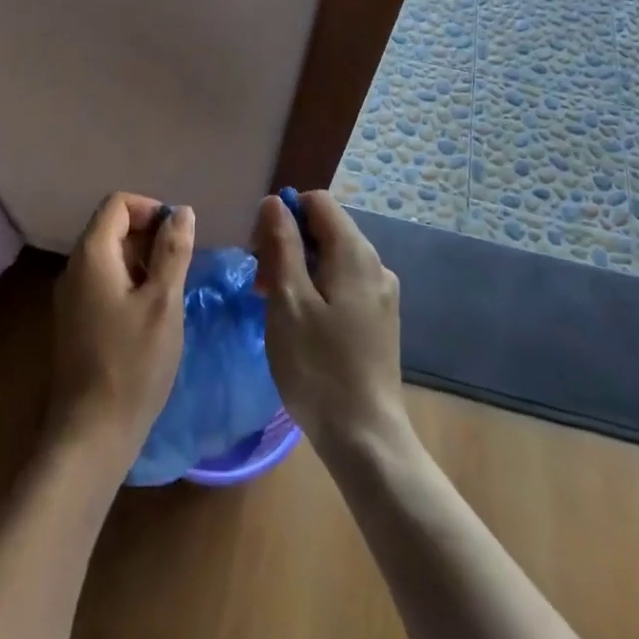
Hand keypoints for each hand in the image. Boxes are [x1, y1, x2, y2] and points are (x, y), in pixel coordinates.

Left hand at [50, 193, 194, 464]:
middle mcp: (74, 268)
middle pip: (112, 227)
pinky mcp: (76, 320)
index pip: (117, 203)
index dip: (151, 210)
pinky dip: (130, 283)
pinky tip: (152, 314)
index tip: (179, 238)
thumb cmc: (132, 363)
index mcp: (92, 255)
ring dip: (143, 262)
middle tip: (181, 268)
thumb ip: (173, 252)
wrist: (91, 432)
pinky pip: (104, 282)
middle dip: (150, 236)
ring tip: (171, 292)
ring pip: (110, 257)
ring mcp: (71, 296)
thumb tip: (182, 212)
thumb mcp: (163, 303)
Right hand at [253, 191, 408, 457]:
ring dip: (297, 269)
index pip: (317, 202)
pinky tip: (298, 321)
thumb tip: (275, 202)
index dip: (283, 213)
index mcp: (354, 252)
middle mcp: (375, 264)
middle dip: (286, 244)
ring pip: (331, 258)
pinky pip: (342, 284)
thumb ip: (281, 244)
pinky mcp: (379, 319)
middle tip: (259, 283)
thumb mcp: (288, 300)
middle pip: (324, 229)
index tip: (258, 247)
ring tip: (272, 305)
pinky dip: (315, 289)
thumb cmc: (318, 365)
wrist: (364, 436)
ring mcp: (381, 293)